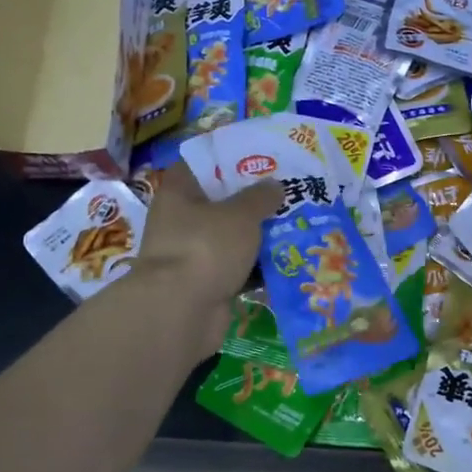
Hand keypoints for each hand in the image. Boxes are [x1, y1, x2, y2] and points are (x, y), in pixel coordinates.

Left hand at [126, 165, 281, 351]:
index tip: (259, 159)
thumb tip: (275, 185)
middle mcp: (180, 221)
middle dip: (251, 201)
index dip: (228, 160)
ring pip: (229, 238)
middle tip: (286, 192)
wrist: (181, 312)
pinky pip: (235, 268)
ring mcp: (191, 255)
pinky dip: (254, 267)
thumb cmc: (206, 248)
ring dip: (256, 236)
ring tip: (293, 225)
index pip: (201, 165)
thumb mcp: (240, 214)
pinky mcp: (204, 284)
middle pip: (219, 203)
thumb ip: (260, 197)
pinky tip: (284, 261)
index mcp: (179, 193)